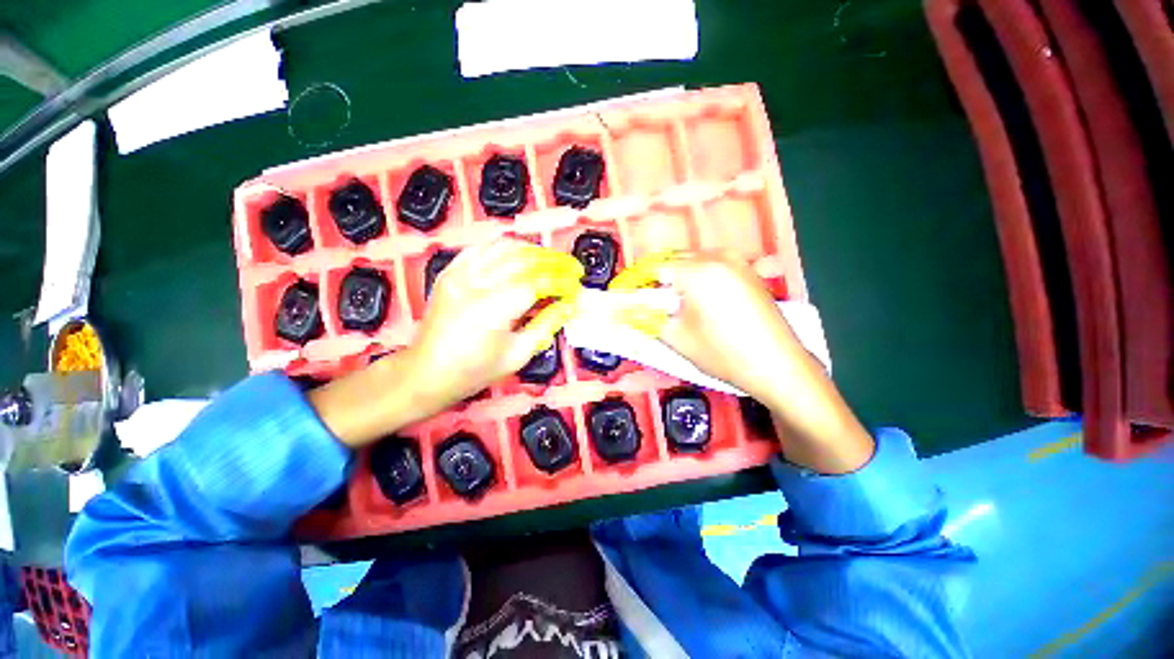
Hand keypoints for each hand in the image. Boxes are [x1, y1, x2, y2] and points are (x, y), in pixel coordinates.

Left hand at [411, 239, 582, 405]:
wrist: (425, 373)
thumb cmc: (475, 371)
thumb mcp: (519, 354)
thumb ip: (547, 324)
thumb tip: (570, 305)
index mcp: (494, 309)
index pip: (539, 283)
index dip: (562, 281)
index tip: (577, 286)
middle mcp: (476, 283)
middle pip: (525, 259)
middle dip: (554, 261)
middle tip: (572, 268)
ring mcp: (459, 273)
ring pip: (505, 247)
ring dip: (534, 250)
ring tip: (551, 261)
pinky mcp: (450, 271)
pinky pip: (483, 248)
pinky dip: (506, 248)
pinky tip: (521, 256)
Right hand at [609, 251, 805, 402]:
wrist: (780, 367)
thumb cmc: (725, 354)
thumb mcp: (678, 338)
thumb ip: (646, 319)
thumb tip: (623, 311)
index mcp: (698, 271)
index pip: (652, 267)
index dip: (633, 282)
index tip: (622, 296)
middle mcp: (717, 257)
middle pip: (671, 260)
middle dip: (652, 279)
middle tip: (642, 302)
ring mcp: (736, 261)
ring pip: (690, 262)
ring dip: (672, 278)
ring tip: (666, 304)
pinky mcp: (747, 271)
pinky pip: (709, 267)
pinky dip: (693, 279)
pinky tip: (692, 301)